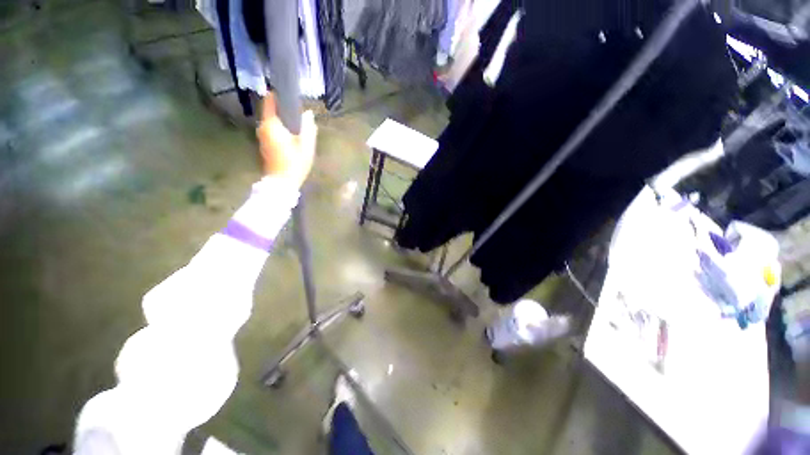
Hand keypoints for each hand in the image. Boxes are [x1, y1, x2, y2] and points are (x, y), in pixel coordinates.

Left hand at [256, 93, 316, 187]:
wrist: (282, 183)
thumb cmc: (294, 163)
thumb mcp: (306, 146)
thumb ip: (308, 128)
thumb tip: (308, 113)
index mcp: (271, 124)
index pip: (270, 100)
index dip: (279, 95)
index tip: (290, 95)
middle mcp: (263, 127)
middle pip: (271, 110)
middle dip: (284, 110)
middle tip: (300, 114)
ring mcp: (262, 136)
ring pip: (272, 121)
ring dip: (283, 120)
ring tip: (298, 125)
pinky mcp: (264, 144)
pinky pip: (272, 129)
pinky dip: (280, 128)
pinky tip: (291, 136)